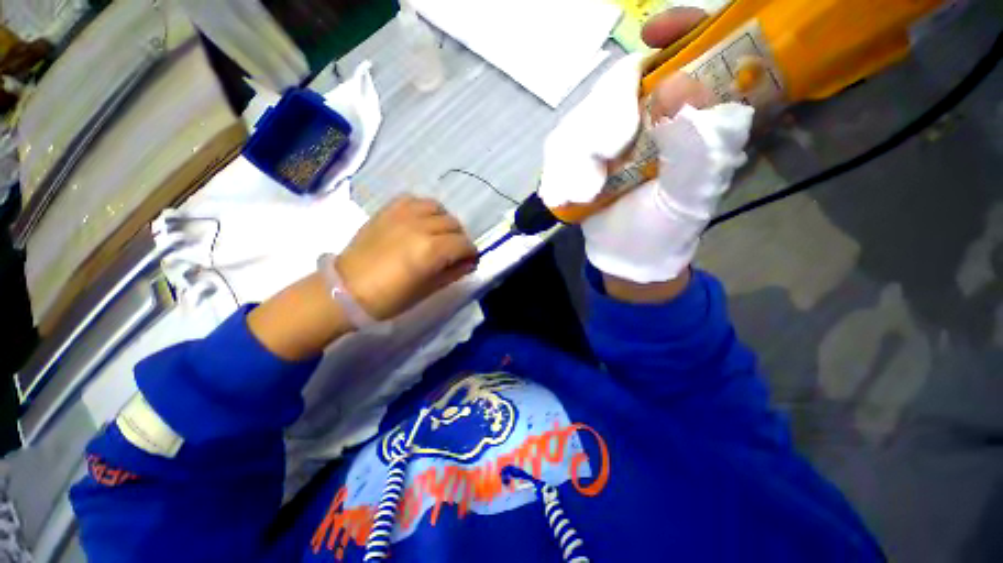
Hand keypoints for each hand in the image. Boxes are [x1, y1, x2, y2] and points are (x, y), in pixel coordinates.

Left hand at [336, 195, 477, 320]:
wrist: (347, 288)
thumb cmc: (390, 298)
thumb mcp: (428, 290)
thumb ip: (453, 273)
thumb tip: (470, 263)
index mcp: (431, 250)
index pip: (464, 244)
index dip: (471, 253)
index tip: (469, 261)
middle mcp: (420, 226)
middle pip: (454, 224)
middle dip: (459, 239)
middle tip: (453, 252)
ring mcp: (403, 215)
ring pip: (437, 208)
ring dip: (444, 221)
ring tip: (438, 234)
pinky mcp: (388, 210)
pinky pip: (414, 200)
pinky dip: (424, 209)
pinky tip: (421, 221)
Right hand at [538, 8, 753, 297]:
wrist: (624, 254)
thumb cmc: (663, 229)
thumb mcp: (689, 197)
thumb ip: (696, 147)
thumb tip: (677, 83)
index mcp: (688, 117)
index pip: (689, 52)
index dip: (677, 30)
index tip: (652, 32)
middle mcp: (647, 116)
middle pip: (617, 83)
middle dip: (603, 121)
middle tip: (602, 165)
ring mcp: (608, 133)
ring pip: (582, 114)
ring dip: (576, 155)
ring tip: (585, 192)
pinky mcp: (580, 153)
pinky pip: (559, 143)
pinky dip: (558, 168)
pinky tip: (566, 191)